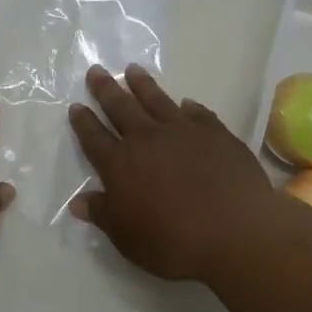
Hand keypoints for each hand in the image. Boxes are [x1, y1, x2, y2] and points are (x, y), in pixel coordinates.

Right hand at [67, 64, 283, 282]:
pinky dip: (189, 107)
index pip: (95, 138)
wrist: (235, 230)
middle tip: (97, 71)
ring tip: (133, 69)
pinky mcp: (216, 134)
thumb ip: (103, 215)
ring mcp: (183, 132)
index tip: (76, 106)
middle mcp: (148, 140)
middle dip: (106, 89)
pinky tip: (186, 103)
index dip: (84, 122)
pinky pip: (198, 114)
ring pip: (157, 101)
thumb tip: (78, 201)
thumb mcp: (128, 238)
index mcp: (121, 165)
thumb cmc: (174, 242)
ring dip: (143, 85)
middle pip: (121, 108)